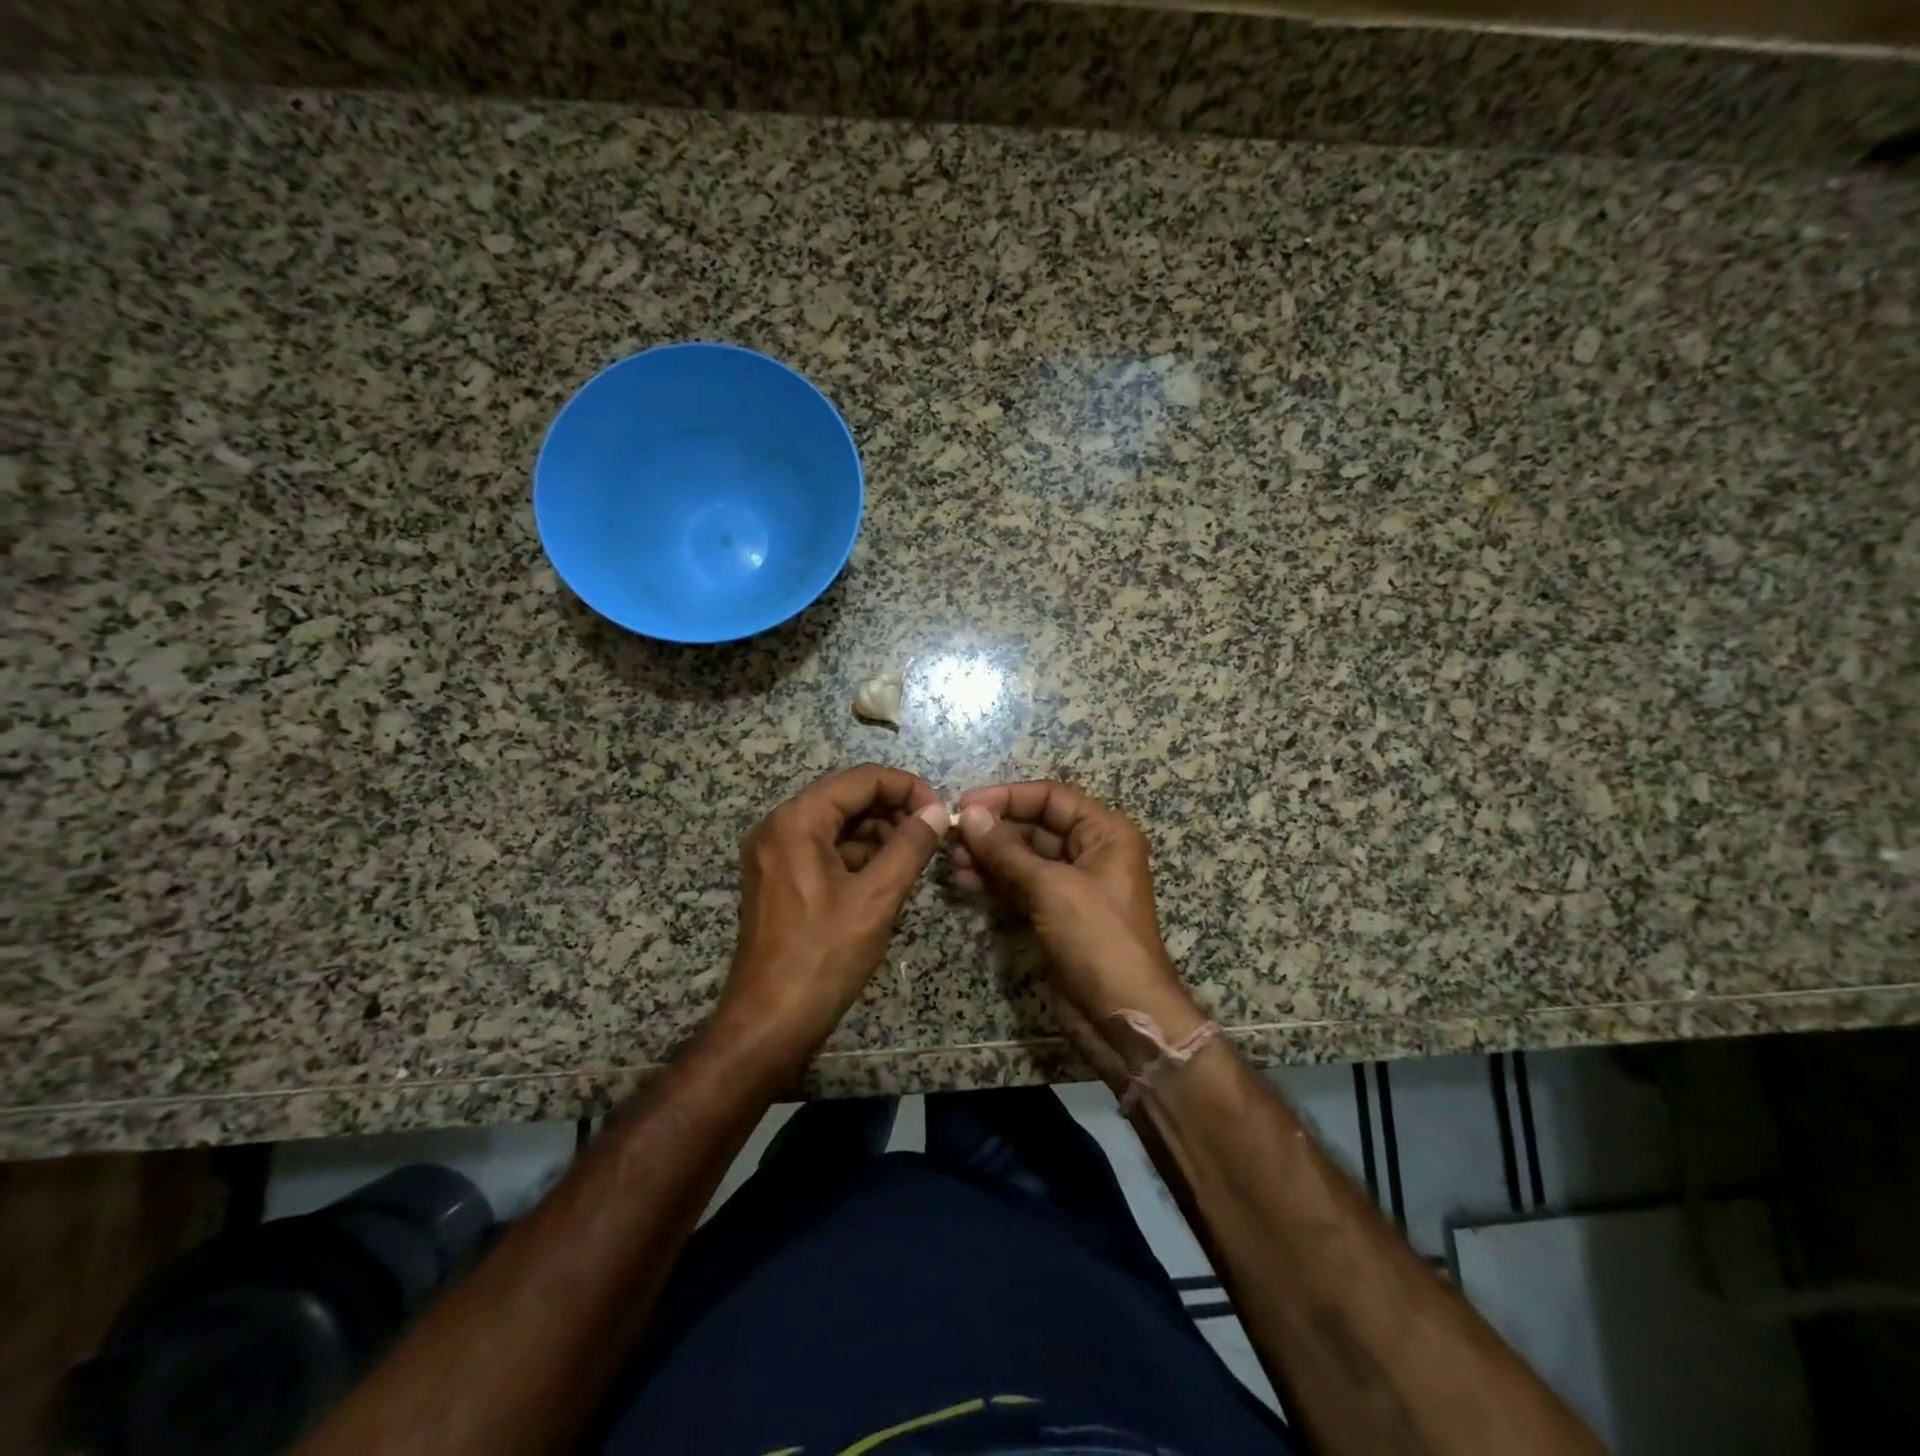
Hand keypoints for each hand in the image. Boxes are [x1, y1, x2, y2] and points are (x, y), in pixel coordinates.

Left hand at [717, 764, 948, 1077]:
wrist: (769, 1023)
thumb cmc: (823, 957)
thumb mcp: (876, 898)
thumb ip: (910, 846)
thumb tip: (936, 812)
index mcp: (797, 820)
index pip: (862, 779)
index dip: (907, 788)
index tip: (940, 814)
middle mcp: (779, 826)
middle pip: (847, 797)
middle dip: (894, 810)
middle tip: (933, 835)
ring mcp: (775, 853)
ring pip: (838, 824)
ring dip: (879, 833)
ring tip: (916, 857)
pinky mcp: (779, 879)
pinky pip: (825, 850)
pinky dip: (858, 855)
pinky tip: (888, 876)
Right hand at [951, 781, 1206, 1079]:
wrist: (1121, 1016)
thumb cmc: (1097, 939)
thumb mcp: (1051, 888)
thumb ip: (1007, 850)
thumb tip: (969, 814)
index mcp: (1106, 833)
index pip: (1052, 797)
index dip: (1008, 797)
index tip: (966, 803)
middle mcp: (1091, 852)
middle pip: (1035, 826)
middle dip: (993, 830)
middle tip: (951, 837)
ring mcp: (1072, 885)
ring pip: (1023, 858)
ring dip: (988, 857)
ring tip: (952, 862)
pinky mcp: (1055, 914)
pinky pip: (1020, 886)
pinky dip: (995, 882)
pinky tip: (965, 882)